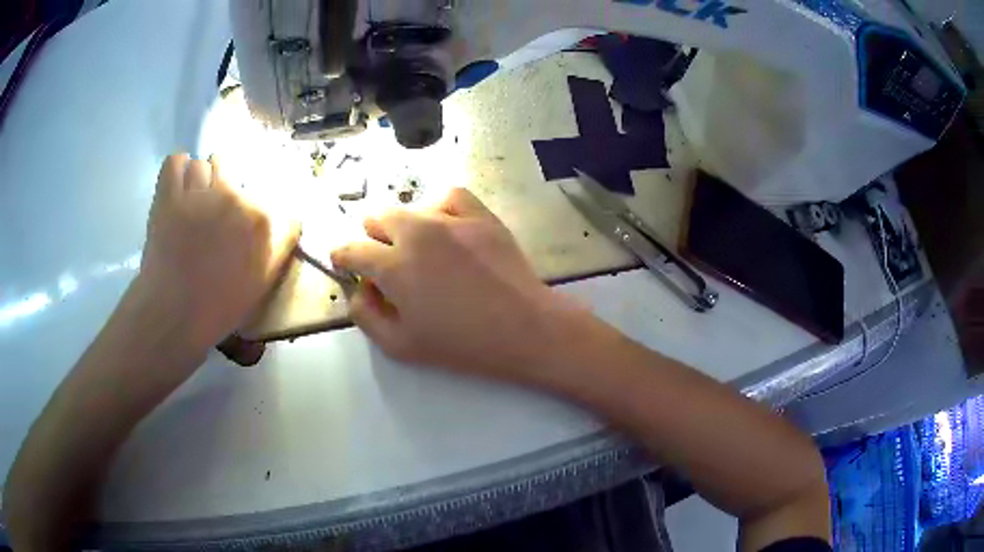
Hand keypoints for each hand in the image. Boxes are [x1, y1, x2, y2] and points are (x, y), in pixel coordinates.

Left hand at [136, 154, 299, 351]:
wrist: (175, 316)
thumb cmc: (219, 307)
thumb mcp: (262, 283)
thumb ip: (280, 246)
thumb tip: (291, 219)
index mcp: (260, 221)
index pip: (259, 196)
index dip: (245, 211)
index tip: (234, 227)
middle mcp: (234, 197)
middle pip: (230, 172)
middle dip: (220, 190)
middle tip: (208, 216)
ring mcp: (199, 193)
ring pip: (202, 165)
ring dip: (197, 181)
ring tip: (189, 202)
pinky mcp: (169, 195)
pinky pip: (175, 161)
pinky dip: (176, 168)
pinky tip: (175, 184)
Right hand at [331, 189, 566, 379]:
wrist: (523, 329)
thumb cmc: (460, 344)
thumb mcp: (399, 346)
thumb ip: (365, 315)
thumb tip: (359, 288)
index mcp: (392, 266)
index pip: (351, 249)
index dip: (342, 256)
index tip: (346, 263)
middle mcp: (416, 233)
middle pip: (377, 218)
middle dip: (373, 238)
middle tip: (387, 261)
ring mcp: (450, 219)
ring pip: (410, 208)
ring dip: (405, 227)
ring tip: (421, 250)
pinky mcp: (480, 215)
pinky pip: (449, 196)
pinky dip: (440, 208)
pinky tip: (445, 227)